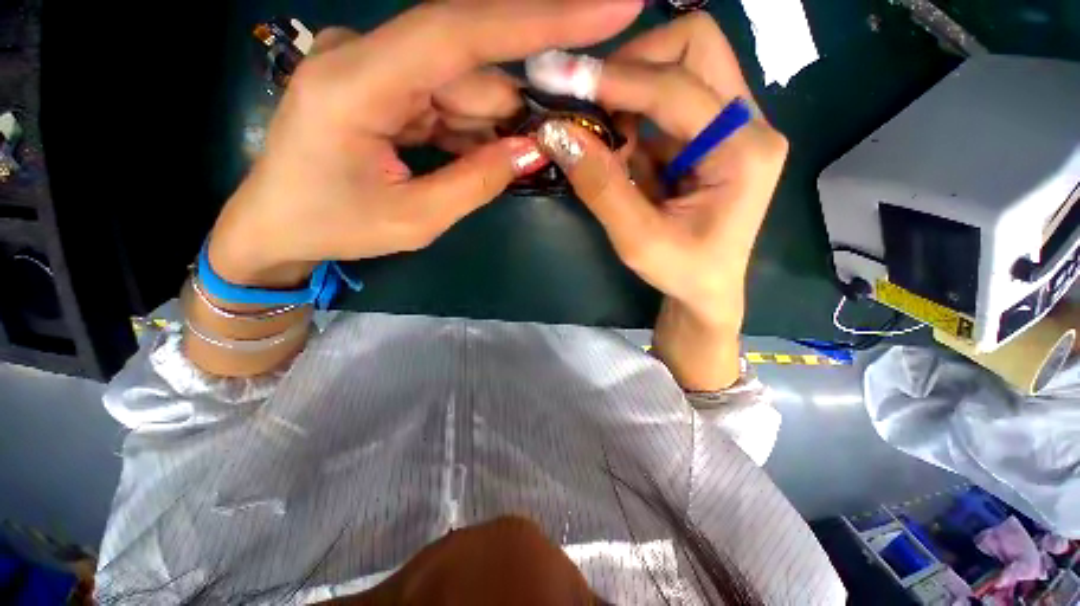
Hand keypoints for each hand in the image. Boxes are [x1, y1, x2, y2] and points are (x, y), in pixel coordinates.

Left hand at [209, 1, 642, 287]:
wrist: (277, 225)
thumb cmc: (335, 227)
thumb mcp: (415, 219)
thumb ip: (477, 182)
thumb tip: (533, 150)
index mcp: (357, 85)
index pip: (461, 31)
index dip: (538, 17)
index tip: (608, 7)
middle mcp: (363, 56)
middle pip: (469, 65)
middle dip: (515, 107)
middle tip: (546, 144)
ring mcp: (371, 65)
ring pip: (461, 83)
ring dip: (493, 124)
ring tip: (503, 163)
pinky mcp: (379, 83)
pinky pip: (444, 96)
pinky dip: (471, 126)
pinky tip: (480, 154)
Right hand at [532, 14, 788, 388]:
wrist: (708, 289)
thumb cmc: (682, 273)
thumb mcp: (637, 241)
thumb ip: (601, 187)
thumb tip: (556, 134)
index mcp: (744, 151)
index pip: (677, 88)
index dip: (618, 80)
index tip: (563, 79)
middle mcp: (749, 124)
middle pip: (695, 46)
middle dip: (635, 63)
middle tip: (594, 101)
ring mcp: (733, 125)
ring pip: (684, 63)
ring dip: (632, 89)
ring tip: (606, 137)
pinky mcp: (713, 135)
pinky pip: (671, 99)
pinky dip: (636, 114)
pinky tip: (621, 149)